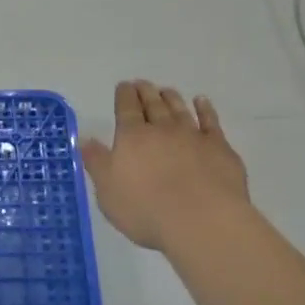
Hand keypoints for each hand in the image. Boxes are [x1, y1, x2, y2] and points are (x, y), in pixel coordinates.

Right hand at [79, 81, 250, 251]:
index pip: (126, 108)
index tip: (124, 85)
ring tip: (166, 90)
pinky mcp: (219, 148)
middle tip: (142, 83)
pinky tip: (202, 102)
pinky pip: (211, 121)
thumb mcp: (108, 191)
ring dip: (171, 98)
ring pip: (179, 109)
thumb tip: (84, 138)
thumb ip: (96, 162)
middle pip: (153, 104)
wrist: (202, 221)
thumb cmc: (146, 210)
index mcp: (132, 137)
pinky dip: (205, 109)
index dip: (124, 95)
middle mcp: (162, 129)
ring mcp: (193, 136)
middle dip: (145, 92)